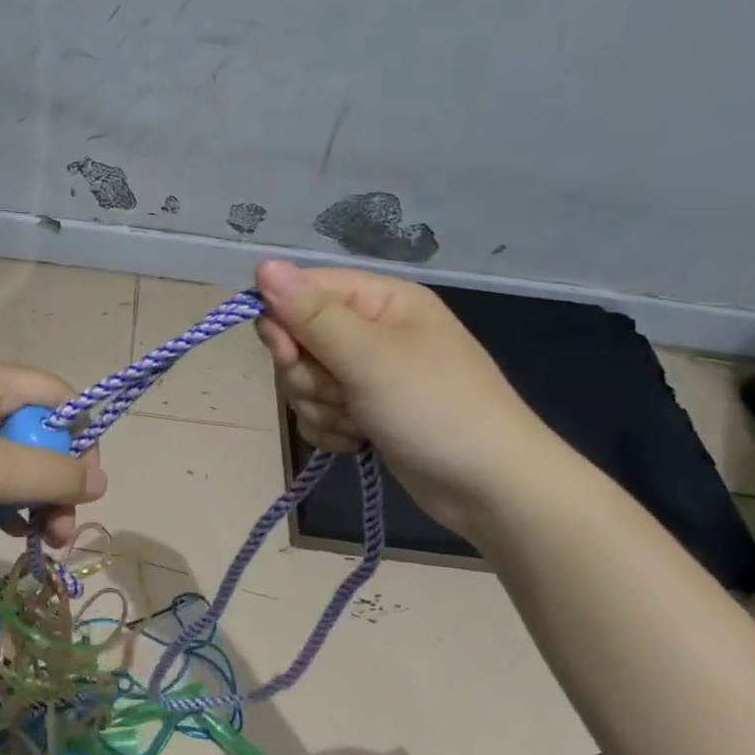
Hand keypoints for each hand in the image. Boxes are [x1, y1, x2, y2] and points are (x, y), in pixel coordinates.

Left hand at [0, 362, 104, 544]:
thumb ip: (55, 475)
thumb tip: (100, 481)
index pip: (62, 399)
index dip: (81, 441)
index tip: (83, 487)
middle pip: (38, 435)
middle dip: (56, 484)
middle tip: (62, 533)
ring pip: (10, 459)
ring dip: (32, 499)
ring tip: (40, 542)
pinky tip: (5, 530)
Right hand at [255, 260, 557, 533]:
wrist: (491, 490)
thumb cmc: (435, 410)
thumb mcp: (369, 357)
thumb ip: (311, 314)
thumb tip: (263, 264)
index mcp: (381, 299)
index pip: (304, 289)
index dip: (283, 320)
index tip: (286, 354)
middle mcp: (372, 328)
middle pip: (298, 338)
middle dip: (307, 375)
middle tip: (340, 394)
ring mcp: (369, 372)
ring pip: (304, 379)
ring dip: (320, 406)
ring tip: (358, 423)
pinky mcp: (366, 409)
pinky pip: (319, 409)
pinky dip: (331, 428)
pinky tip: (358, 441)